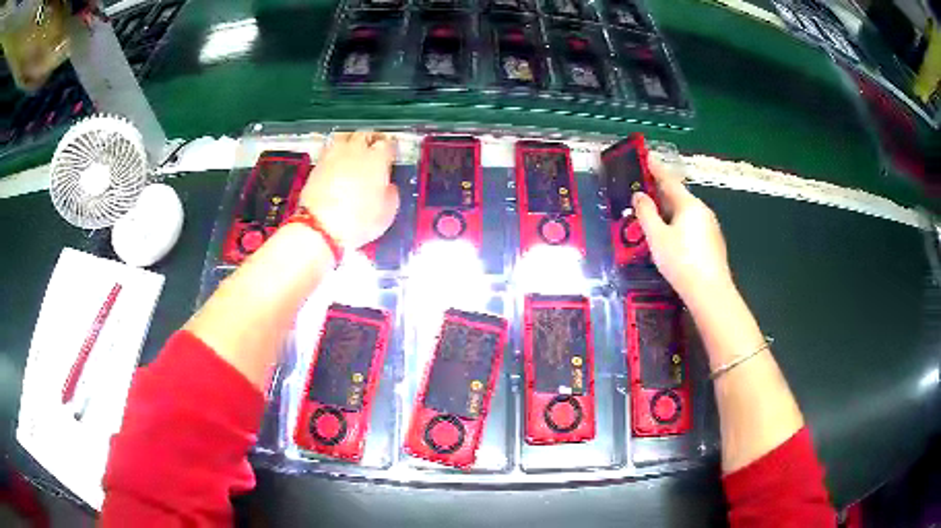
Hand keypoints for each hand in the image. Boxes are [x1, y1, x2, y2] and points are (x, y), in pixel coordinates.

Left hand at [300, 131, 399, 248]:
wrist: (320, 227)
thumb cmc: (357, 220)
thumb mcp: (387, 213)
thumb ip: (391, 194)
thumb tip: (389, 188)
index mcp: (377, 159)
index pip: (388, 144)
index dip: (391, 148)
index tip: (392, 153)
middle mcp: (355, 151)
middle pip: (365, 134)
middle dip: (371, 138)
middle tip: (374, 146)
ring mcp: (333, 156)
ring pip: (344, 136)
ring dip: (351, 140)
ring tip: (353, 149)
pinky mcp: (316, 166)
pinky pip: (329, 150)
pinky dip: (335, 153)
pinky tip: (337, 163)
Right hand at [632, 156, 733, 309]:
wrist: (710, 292)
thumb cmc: (681, 262)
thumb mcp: (657, 237)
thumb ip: (646, 214)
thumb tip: (639, 195)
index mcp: (688, 205)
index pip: (669, 181)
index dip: (656, 169)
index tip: (646, 157)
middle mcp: (702, 211)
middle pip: (679, 197)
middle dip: (662, 192)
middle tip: (645, 190)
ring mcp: (711, 227)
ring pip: (686, 212)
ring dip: (670, 210)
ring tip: (656, 216)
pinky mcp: (713, 242)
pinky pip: (693, 225)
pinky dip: (680, 224)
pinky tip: (673, 238)